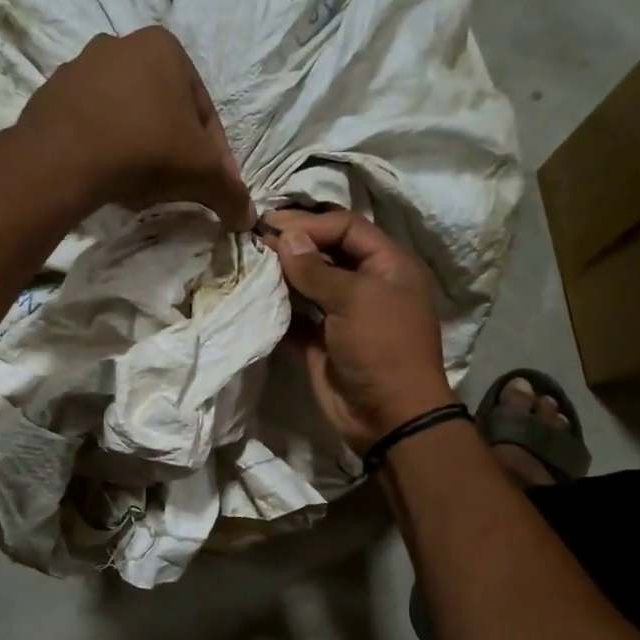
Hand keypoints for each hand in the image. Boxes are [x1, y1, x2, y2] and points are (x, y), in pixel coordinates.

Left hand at [11, 26, 253, 229]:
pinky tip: (109, 176)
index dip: (214, 155)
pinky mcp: (50, 94)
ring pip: (127, 115)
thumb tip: (249, 218)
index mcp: (165, 47)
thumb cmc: (146, 150)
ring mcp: (80, 67)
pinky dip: (105, 147)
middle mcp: (121, 44)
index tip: (213, 185)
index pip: (203, 111)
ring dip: (139, 146)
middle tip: (179, 186)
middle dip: (174, 147)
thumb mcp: (202, 174)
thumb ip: (230, 193)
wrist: (63, 159)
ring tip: (142, 185)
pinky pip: (92, 124)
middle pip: (163, 109)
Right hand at [264, 208, 456, 452]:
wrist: (389, 416)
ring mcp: (343, 314)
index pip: (347, 228)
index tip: (272, 224)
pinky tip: (255, 296)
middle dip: (293, 244)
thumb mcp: (355, 299)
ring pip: (309, 283)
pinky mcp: (321, 342)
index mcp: (388, 266)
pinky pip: (296, 316)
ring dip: (282, 273)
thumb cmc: (382, 347)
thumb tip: (285, 238)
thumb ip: (316, 268)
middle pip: (326, 252)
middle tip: (254, 238)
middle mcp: (366, 285)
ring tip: (249, 261)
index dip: (311, 223)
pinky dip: (278, 307)